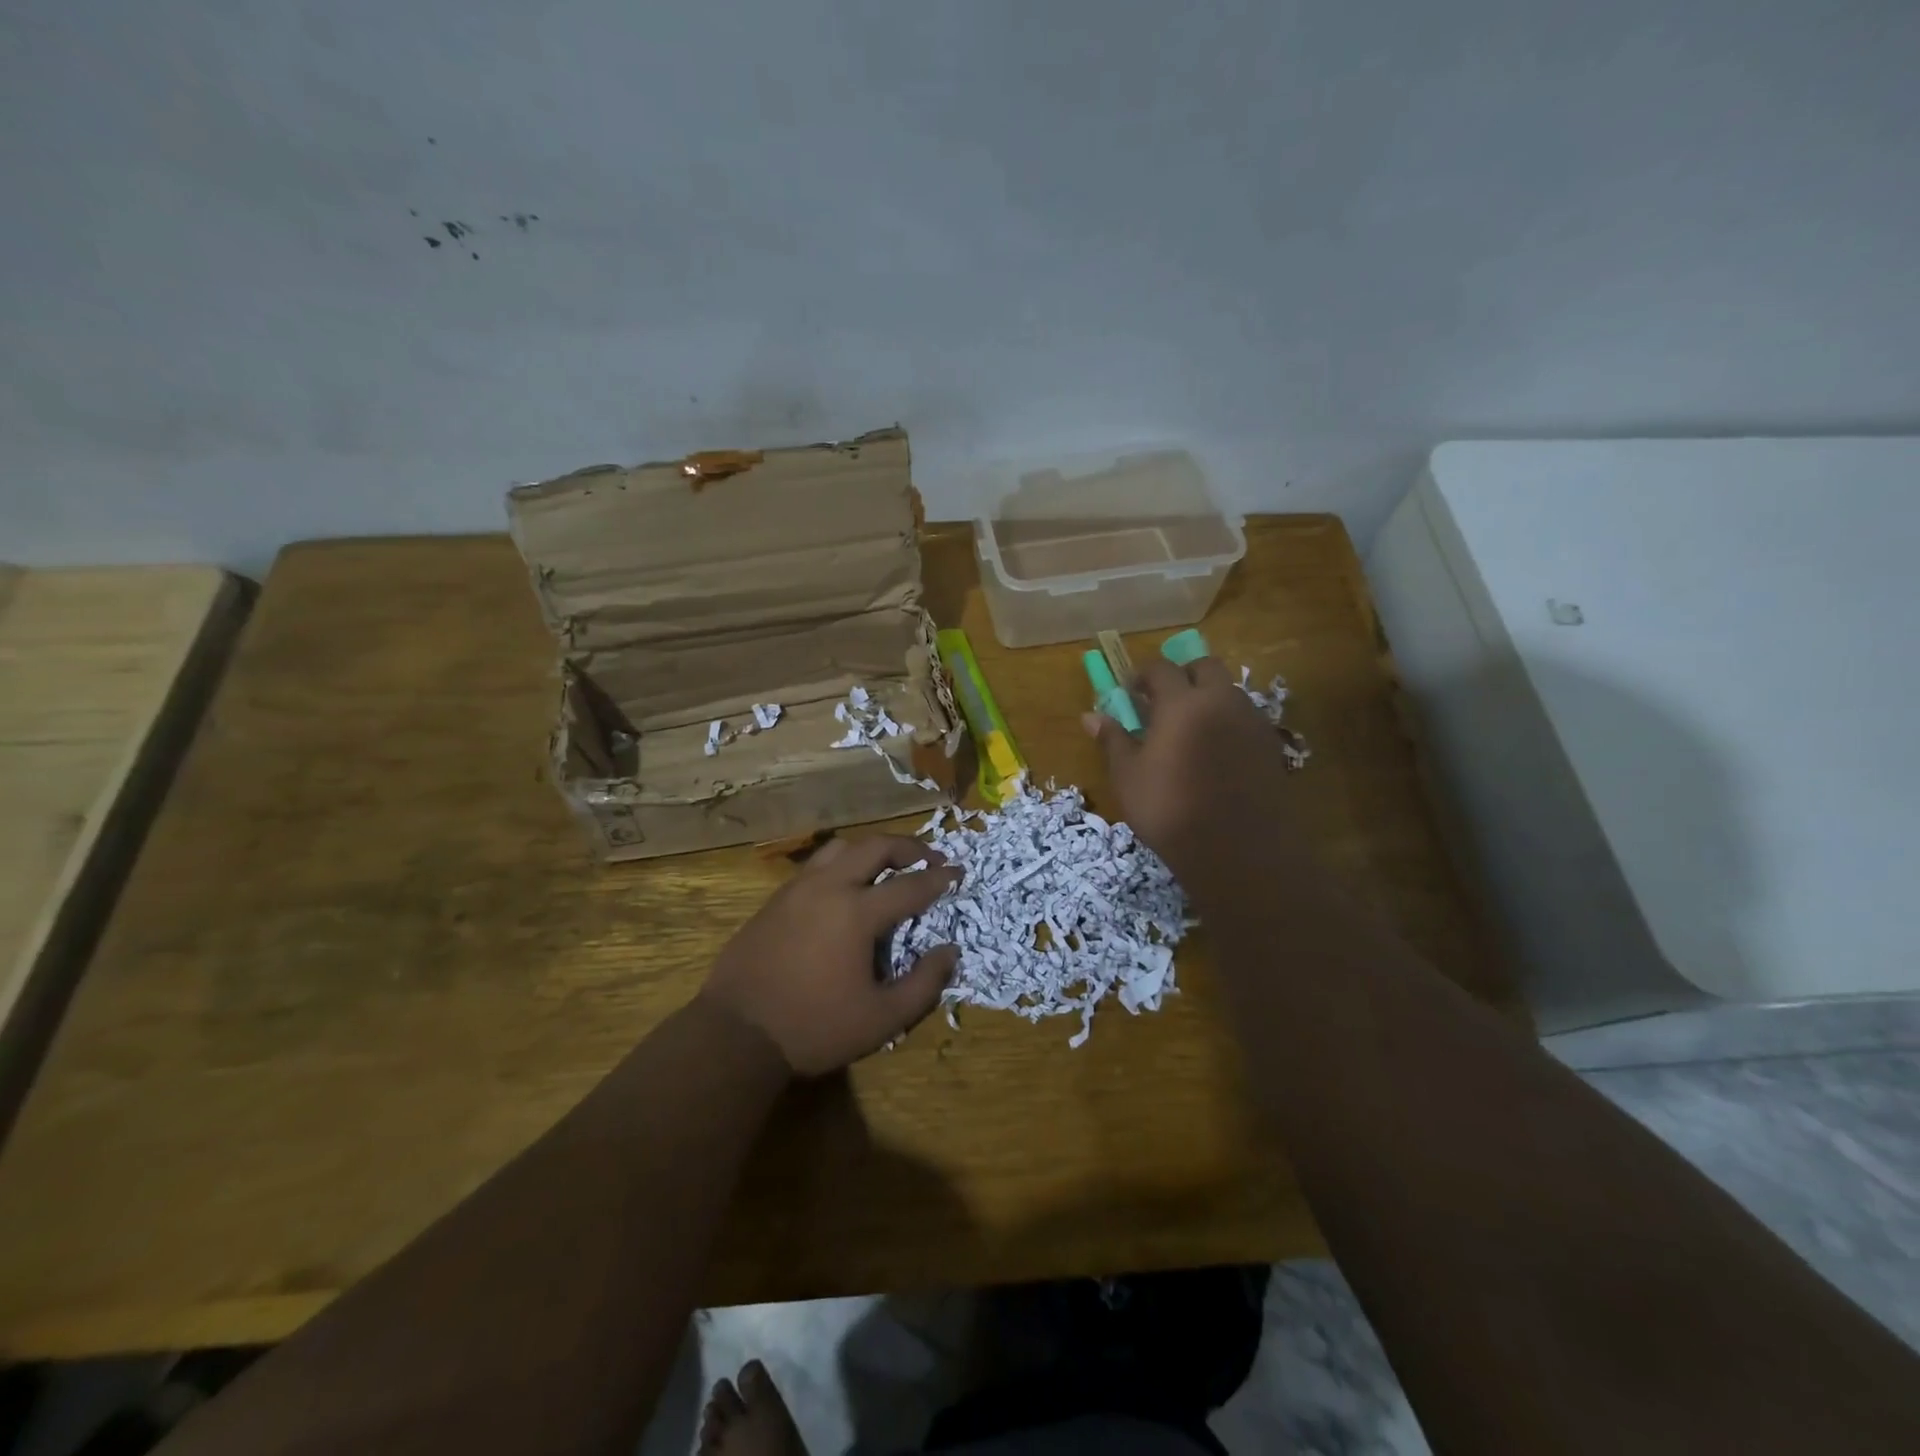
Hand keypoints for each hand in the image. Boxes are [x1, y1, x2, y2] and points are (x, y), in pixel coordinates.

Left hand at [699, 836, 960, 1076]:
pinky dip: (841, 865)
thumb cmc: (815, 1028)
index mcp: (857, 912)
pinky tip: (845, 888)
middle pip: (874, 846)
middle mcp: (828, 887)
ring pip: (840, 848)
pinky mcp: (774, 901)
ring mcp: (796, 890)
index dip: (939, 878)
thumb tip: (949, 951)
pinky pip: (815, 867)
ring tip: (887, 866)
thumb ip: (923, 984)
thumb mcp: (881, 1019)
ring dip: (870, 850)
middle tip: (928, 859)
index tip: (958, 873)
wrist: (736, 1034)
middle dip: (908, 847)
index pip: (910, 884)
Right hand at [1084, 656, 1293, 873]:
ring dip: (1209, 697)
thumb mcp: (1129, 777)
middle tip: (1164, 701)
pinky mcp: (1271, 746)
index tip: (1130, 691)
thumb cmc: (1170, 810)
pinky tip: (1216, 752)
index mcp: (1182, 703)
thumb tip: (1090, 717)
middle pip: (1205, 668)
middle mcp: (1221, 701)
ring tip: (1191, 729)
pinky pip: (1246, 719)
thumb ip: (1113, 740)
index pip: (1161, 669)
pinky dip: (1229, 722)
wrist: (1237, 850)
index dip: (1142, 675)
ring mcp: (1252, 722)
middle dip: (1183, 675)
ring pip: (1230, 692)